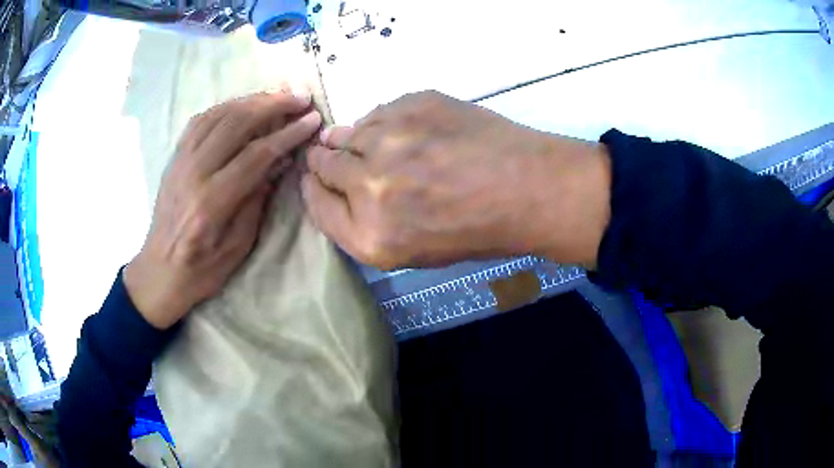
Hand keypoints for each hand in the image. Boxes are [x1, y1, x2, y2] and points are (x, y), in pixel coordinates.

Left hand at [124, 92, 321, 329]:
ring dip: (251, 100)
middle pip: (236, 123)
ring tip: (277, 96)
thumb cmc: (202, 269)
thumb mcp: (238, 244)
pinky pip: (200, 120)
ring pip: (218, 115)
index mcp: (211, 201)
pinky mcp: (175, 157)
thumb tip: (279, 160)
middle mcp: (193, 172)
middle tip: (300, 98)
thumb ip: (257, 198)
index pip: (256, 154)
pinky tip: (242, 105)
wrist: (160, 270)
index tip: (312, 120)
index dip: (288, 134)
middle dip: (273, 105)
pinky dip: (225, 107)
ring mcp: (180, 161)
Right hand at [302, 91, 610, 270]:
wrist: (527, 189)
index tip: (319, 178)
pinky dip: (383, 123)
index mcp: (369, 236)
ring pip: (345, 133)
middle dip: (327, 162)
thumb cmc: (475, 230)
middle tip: (344, 158)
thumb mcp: (413, 249)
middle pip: (323, 164)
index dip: (315, 188)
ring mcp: (388, 141)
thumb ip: (365, 221)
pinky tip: (410, 132)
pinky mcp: (410, 106)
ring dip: (353, 139)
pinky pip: (377, 113)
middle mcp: (367, 188)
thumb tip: (337, 179)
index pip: (316, 203)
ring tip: (381, 144)